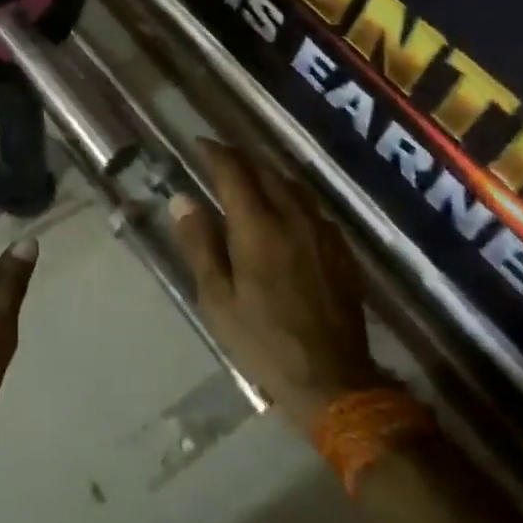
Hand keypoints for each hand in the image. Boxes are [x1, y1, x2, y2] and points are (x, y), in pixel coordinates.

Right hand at [169, 141, 388, 427]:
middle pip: (265, 172)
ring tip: (248, 177)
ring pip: (292, 186)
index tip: (198, 144)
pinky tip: (285, 210)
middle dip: (240, 158)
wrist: (332, 378)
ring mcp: (322, 232)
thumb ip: (199, 244)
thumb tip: (182, 200)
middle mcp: (293, 218)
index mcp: (258, 227)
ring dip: (267, 173)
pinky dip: (290, 196)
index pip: (234, 172)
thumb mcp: (217, 299)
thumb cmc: (263, 341)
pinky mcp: (340, 250)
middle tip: (219, 157)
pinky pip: (312, 207)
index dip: (215, 153)